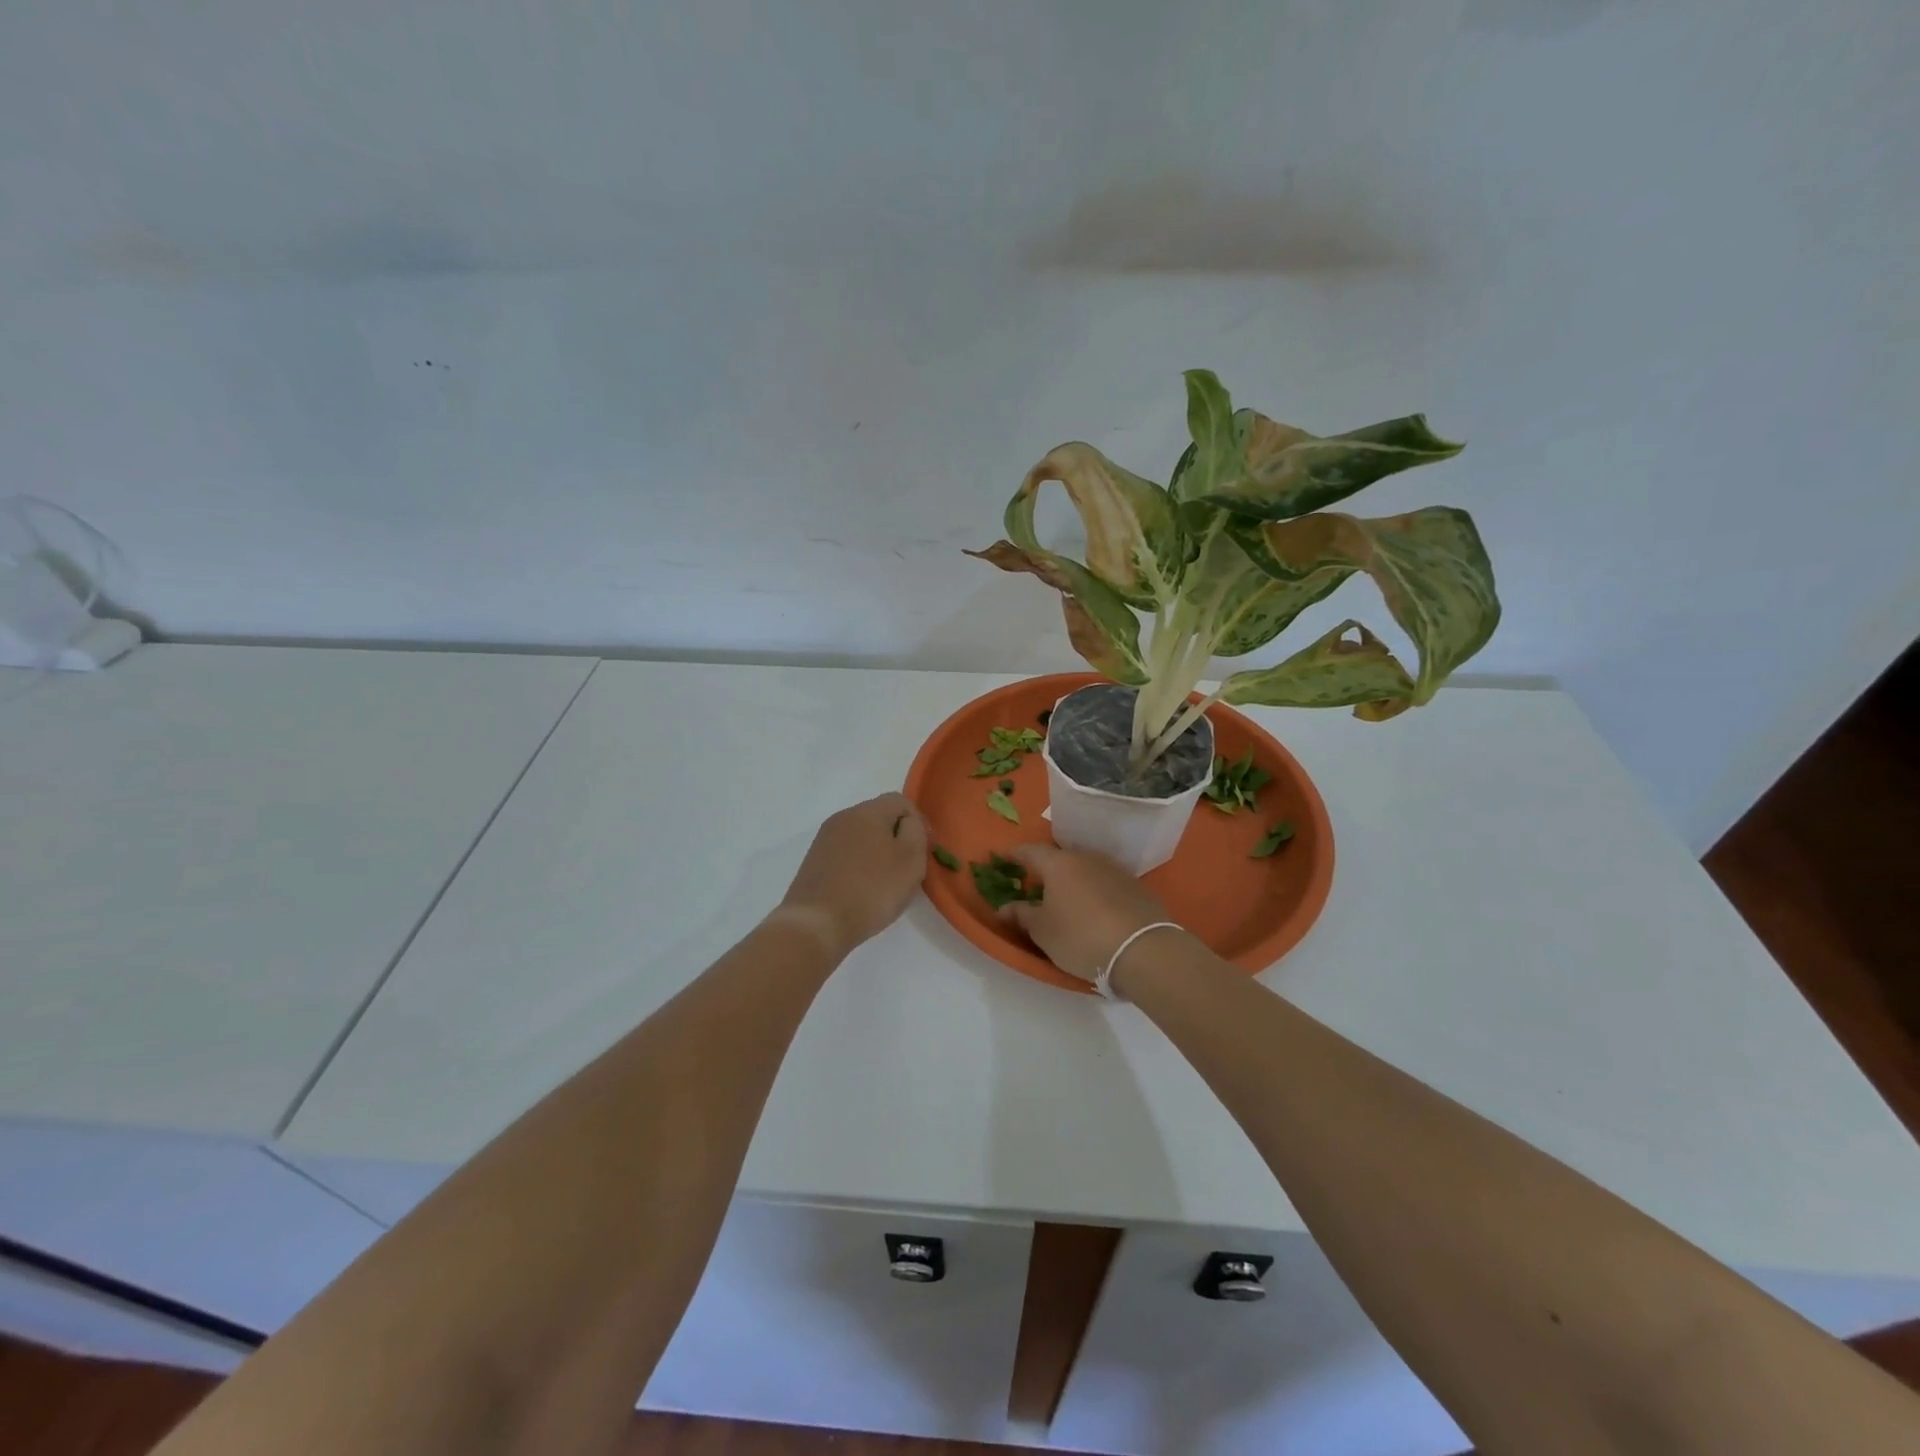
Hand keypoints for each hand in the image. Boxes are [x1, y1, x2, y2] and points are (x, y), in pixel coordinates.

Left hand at [776, 793, 928, 958]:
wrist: (817, 923)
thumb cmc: (872, 890)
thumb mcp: (910, 860)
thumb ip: (916, 832)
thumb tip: (909, 823)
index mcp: (867, 811)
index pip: (901, 801)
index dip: (918, 823)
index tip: (923, 852)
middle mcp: (843, 817)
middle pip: (879, 817)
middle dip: (897, 838)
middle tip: (906, 869)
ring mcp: (825, 839)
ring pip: (862, 836)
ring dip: (877, 853)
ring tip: (884, 883)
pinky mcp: (814, 861)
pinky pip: (845, 854)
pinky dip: (858, 866)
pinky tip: (861, 890)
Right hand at [996, 843, 1173, 985]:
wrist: (1142, 949)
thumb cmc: (1080, 936)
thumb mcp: (1043, 931)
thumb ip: (1021, 915)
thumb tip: (1004, 908)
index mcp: (1059, 864)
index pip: (1031, 851)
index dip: (1015, 855)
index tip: (1005, 858)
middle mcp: (1086, 858)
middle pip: (1060, 858)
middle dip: (1047, 869)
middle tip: (1036, 884)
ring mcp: (1114, 870)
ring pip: (1085, 869)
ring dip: (1073, 880)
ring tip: (1066, 898)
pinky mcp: (1136, 886)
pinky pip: (1106, 883)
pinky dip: (1095, 891)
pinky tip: (1095, 910)